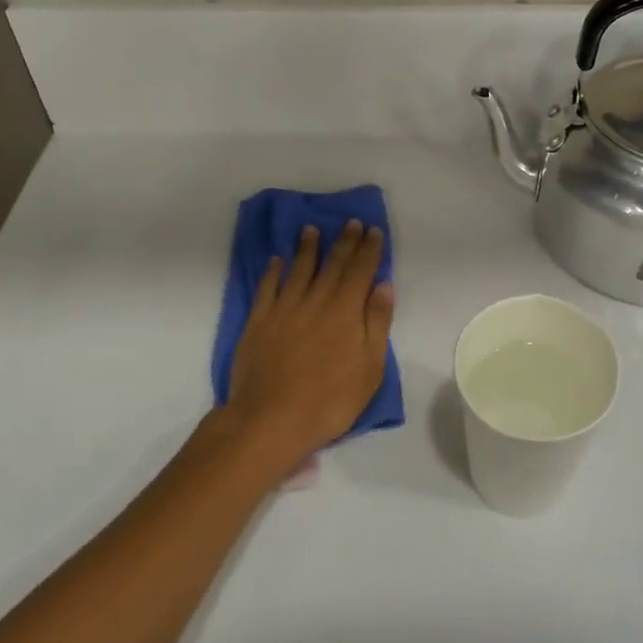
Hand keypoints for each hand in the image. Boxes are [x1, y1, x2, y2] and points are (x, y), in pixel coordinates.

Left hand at [221, 220, 394, 475]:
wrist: (271, 419)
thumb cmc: (330, 400)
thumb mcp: (370, 368)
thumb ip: (377, 322)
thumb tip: (384, 285)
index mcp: (346, 312)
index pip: (360, 271)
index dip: (368, 249)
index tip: (372, 230)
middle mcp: (315, 301)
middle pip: (332, 265)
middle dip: (343, 242)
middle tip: (349, 222)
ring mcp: (283, 310)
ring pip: (298, 270)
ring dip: (306, 248)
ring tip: (311, 229)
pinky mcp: (258, 322)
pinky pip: (267, 289)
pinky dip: (273, 272)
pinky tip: (276, 261)